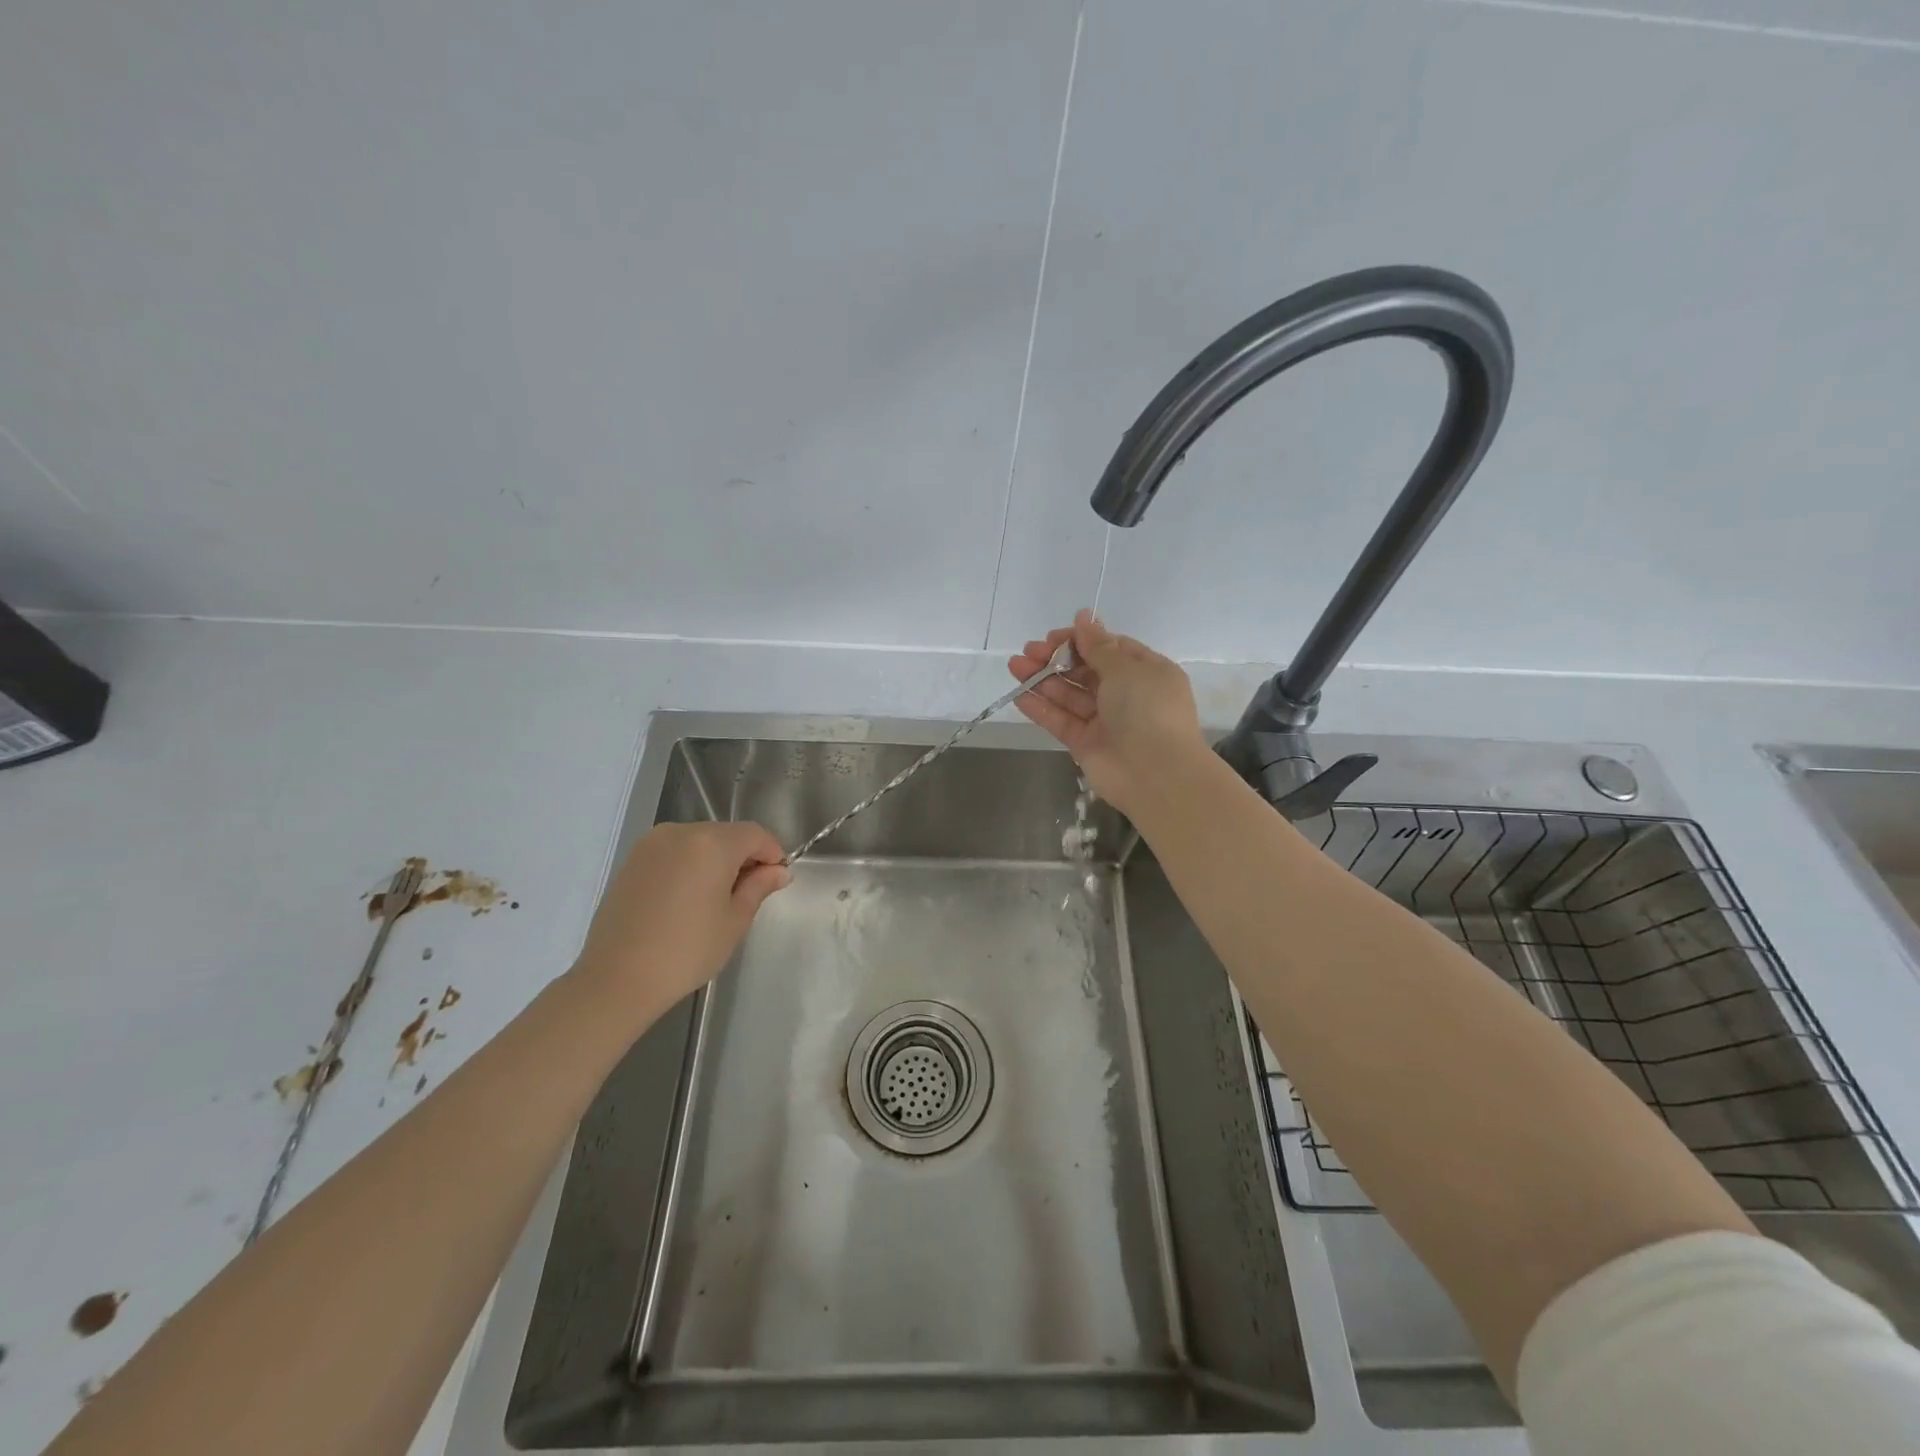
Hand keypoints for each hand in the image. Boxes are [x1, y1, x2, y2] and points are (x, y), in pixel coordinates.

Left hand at [572, 822, 790, 1017]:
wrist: (616, 978)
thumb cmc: (686, 951)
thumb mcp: (734, 921)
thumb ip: (758, 887)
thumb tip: (778, 871)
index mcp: (712, 843)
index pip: (754, 834)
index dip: (771, 852)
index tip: (776, 879)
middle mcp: (680, 832)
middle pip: (726, 834)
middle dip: (743, 856)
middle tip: (749, 892)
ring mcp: (651, 844)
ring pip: (698, 841)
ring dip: (715, 860)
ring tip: (716, 898)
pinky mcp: (632, 860)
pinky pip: (674, 852)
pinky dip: (689, 865)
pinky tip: (687, 899)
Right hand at [1007, 609, 1205, 815]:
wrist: (1156, 774)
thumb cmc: (1147, 710)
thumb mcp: (1126, 669)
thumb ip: (1098, 646)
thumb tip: (1084, 616)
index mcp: (1146, 672)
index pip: (1109, 648)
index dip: (1081, 640)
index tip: (1054, 637)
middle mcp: (1126, 694)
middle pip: (1085, 671)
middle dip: (1056, 659)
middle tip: (1028, 651)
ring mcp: (1105, 721)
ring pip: (1069, 695)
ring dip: (1042, 680)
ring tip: (1014, 666)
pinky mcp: (1085, 744)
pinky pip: (1061, 720)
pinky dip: (1041, 708)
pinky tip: (1019, 694)